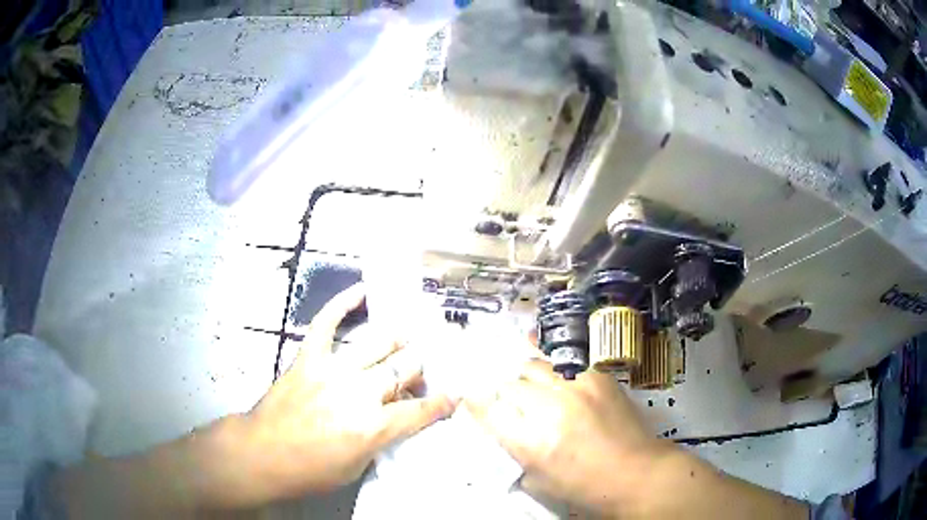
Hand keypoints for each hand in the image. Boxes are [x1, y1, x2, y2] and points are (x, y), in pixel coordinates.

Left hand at [244, 284, 455, 499]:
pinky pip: (326, 324)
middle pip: (402, 369)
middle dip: (419, 368)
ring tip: (408, 337)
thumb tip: (395, 419)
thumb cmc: (310, 471)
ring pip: (376, 344)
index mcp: (372, 426)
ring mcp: (331, 370)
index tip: (456, 395)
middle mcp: (357, 392)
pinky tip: (360, 291)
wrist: (261, 454)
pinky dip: (342, 304)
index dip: (443, 403)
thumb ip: (381, 439)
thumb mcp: (356, 467)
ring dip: (396, 340)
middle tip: (423, 368)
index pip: (420, 410)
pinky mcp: (308, 359)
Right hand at [465, 359, 666, 513]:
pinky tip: (556, 377)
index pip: (488, 410)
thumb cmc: (585, 487)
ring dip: (528, 379)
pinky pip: (565, 362)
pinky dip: (554, 369)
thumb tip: (501, 426)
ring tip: (537, 391)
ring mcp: (575, 388)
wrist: (636, 473)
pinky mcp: (597, 377)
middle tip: (515, 406)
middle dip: (506, 396)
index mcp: (530, 442)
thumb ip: (514, 451)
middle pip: (509, 384)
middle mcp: (549, 409)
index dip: (476, 404)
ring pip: (533, 366)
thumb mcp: (538, 481)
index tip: (472, 401)